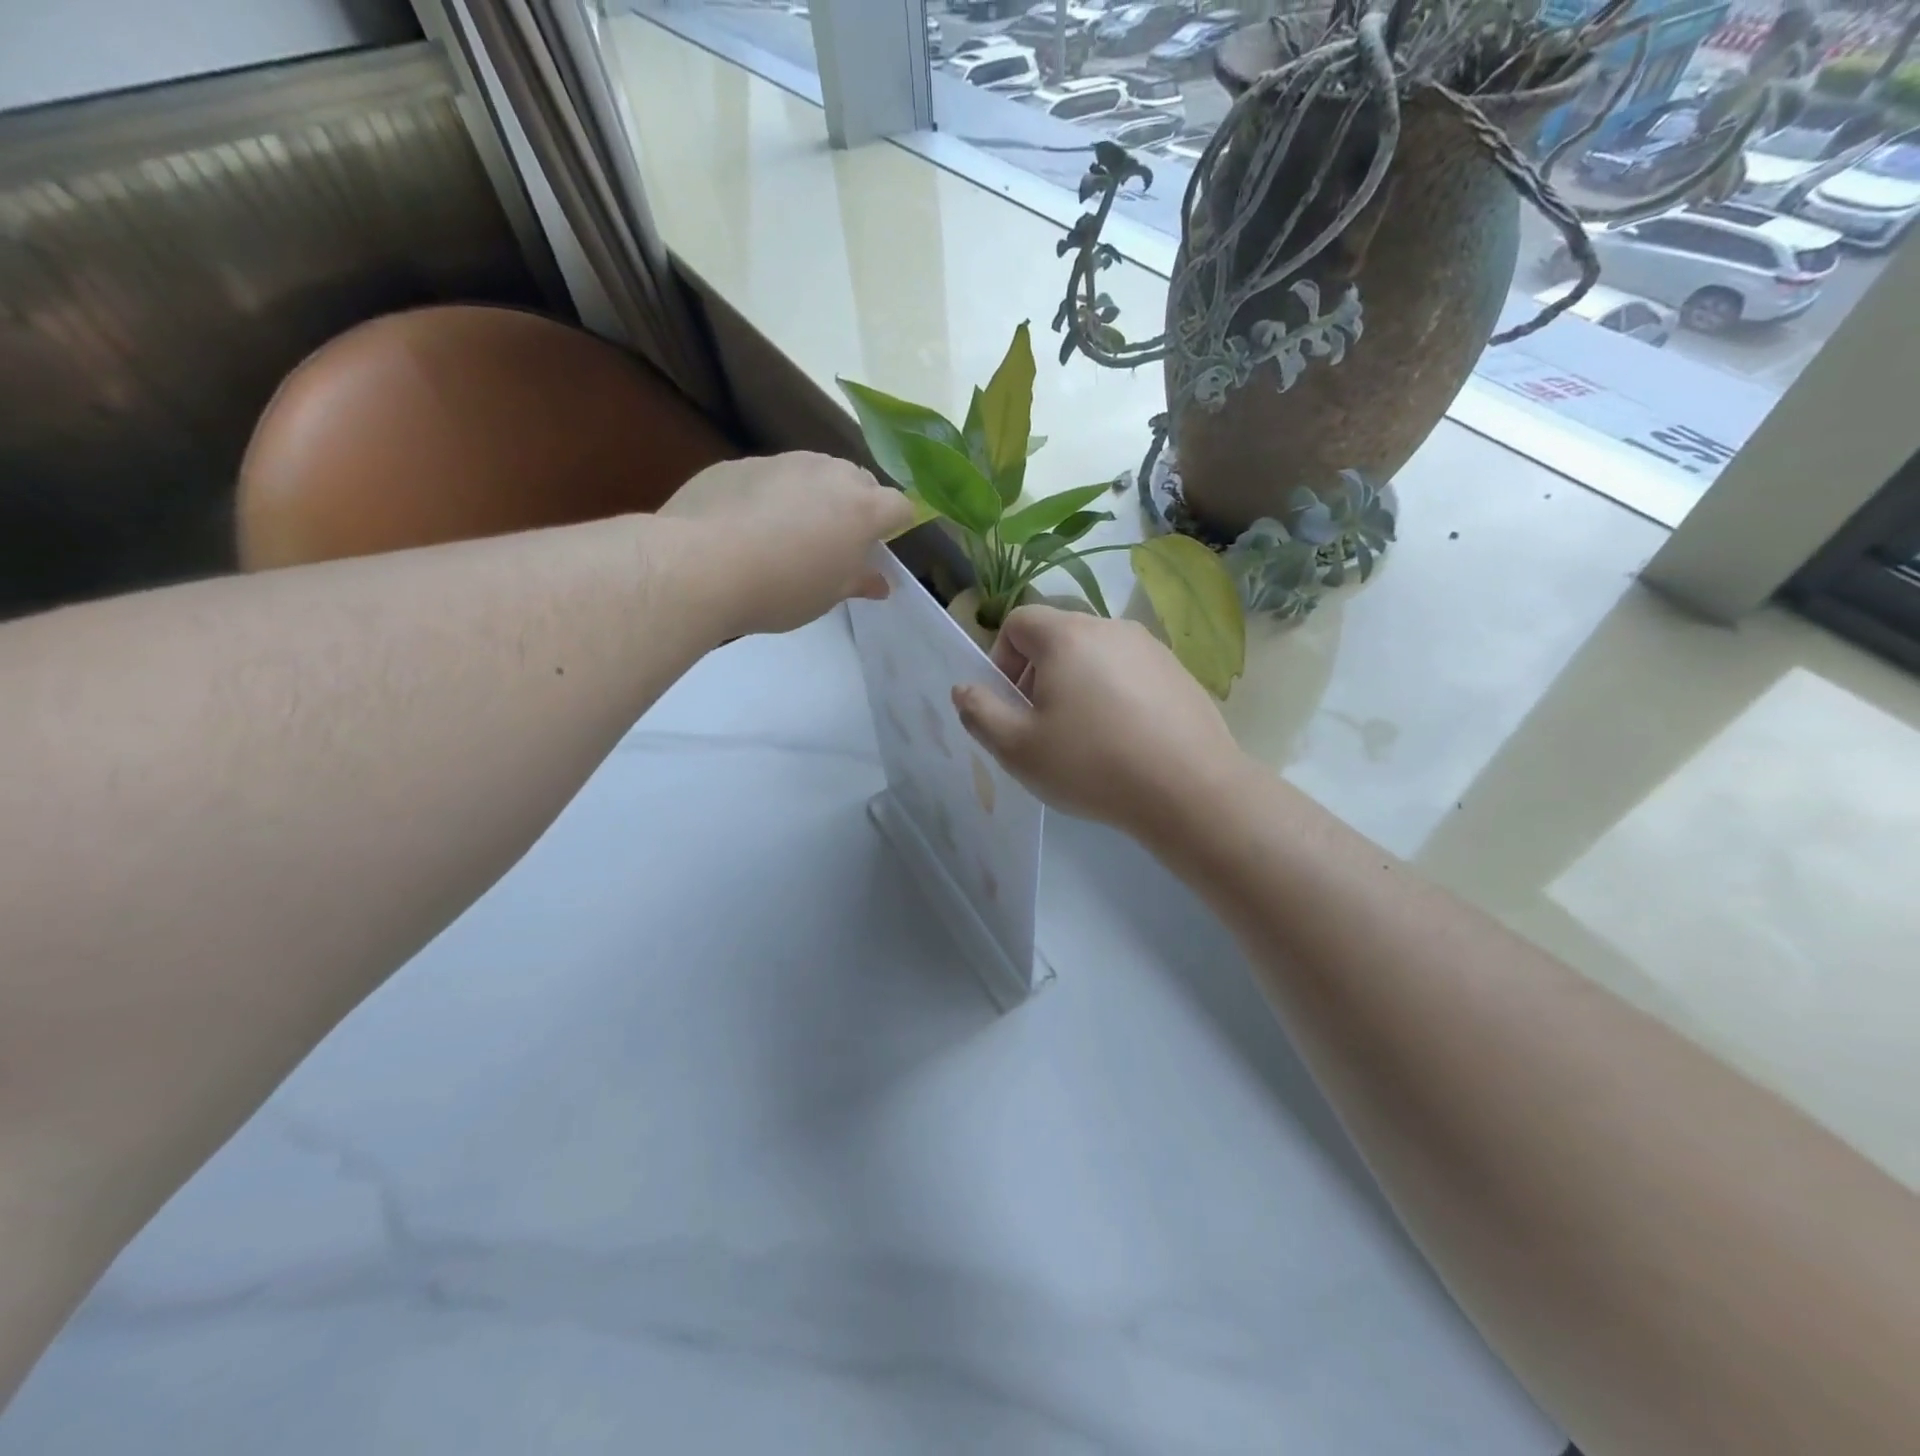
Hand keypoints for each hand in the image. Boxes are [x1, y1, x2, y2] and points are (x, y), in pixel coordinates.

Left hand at [661, 453, 915, 635]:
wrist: (700, 565)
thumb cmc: (780, 589)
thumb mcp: (826, 596)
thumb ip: (857, 581)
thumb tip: (880, 582)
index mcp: (861, 508)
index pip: (900, 506)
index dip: (896, 525)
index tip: (879, 547)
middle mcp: (828, 472)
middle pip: (858, 481)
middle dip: (856, 505)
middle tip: (836, 543)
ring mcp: (782, 462)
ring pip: (813, 472)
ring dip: (813, 496)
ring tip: (789, 533)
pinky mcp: (739, 463)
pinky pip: (769, 476)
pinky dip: (770, 495)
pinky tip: (746, 527)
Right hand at [951, 606, 1247, 842]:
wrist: (1190, 790)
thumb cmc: (1092, 765)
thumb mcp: (1018, 749)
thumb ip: (980, 713)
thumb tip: (965, 689)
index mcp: (1067, 636)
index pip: (1018, 622)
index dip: (1001, 659)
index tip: (1010, 703)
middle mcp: (1110, 628)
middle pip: (1058, 637)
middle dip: (1038, 675)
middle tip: (1041, 726)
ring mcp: (1151, 648)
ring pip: (1096, 656)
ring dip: (1077, 686)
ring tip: (1085, 738)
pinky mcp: (1179, 673)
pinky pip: (1130, 674)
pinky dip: (1115, 696)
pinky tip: (1124, 741)